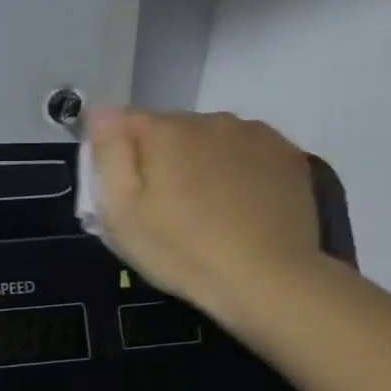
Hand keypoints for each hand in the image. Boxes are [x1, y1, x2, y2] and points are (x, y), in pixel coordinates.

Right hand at [88, 107, 323, 331]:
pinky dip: (236, 168)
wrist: (268, 281)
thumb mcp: (120, 210)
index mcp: (165, 130)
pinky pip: (246, 151)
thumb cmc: (180, 249)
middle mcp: (210, 119)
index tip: (122, 188)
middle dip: (160, 156)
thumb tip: (102, 110)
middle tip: (162, 205)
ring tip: (204, 206)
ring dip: (199, 160)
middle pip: (169, 128)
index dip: (116, 152)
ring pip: (209, 138)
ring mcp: (255, 134)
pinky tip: (238, 203)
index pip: (123, 120)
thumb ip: (109, 153)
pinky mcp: (288, 155)